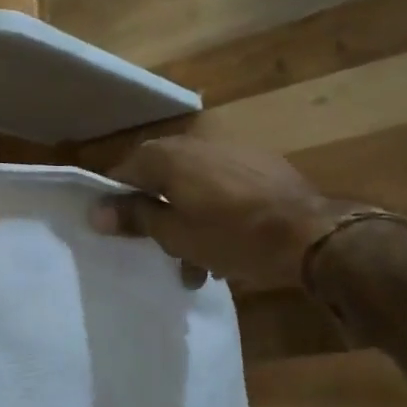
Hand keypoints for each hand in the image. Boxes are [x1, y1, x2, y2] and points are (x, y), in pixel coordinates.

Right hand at [91, 137, 346, 285]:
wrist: (310, 232)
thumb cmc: (232, 236)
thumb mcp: (174, 234)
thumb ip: (134, 217)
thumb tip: (95, 211)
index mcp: (166, 156)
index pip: (122, 174)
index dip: (116, 204)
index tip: (119, 233)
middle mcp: (193, 143)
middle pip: (159, 179)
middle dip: (157, 215)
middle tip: (159, 250)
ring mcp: (229, 150)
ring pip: (191, 186)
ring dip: (187, 219)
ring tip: (198, 263)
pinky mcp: (258, 163)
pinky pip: (221, 186)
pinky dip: (215, 210)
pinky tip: (227, 243)